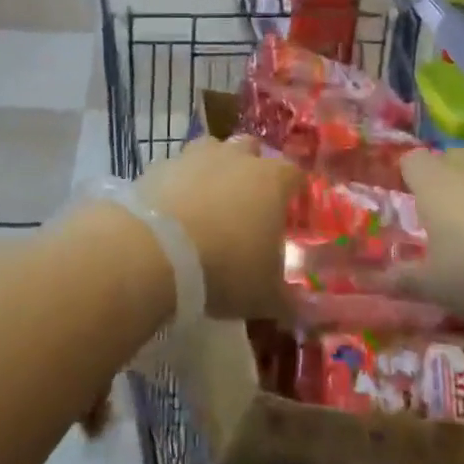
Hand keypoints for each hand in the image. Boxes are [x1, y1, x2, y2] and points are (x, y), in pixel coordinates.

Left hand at [136, 135, 301, 318]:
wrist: (154, 251)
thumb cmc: (225, 268)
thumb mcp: (266, 297)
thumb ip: (291, 300)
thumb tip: (309, 312)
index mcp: (272, 180)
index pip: (295, 174)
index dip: (294, 193)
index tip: (290, 214)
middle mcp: (237, 157)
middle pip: (253, 151)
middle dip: (253, 171)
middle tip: (248, 206)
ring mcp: (196, 156)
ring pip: (213, 151)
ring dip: (214, 171)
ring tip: (208, 204)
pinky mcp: (160, 165)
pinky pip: (178, 169)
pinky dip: (180, 184)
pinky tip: (174, 212)